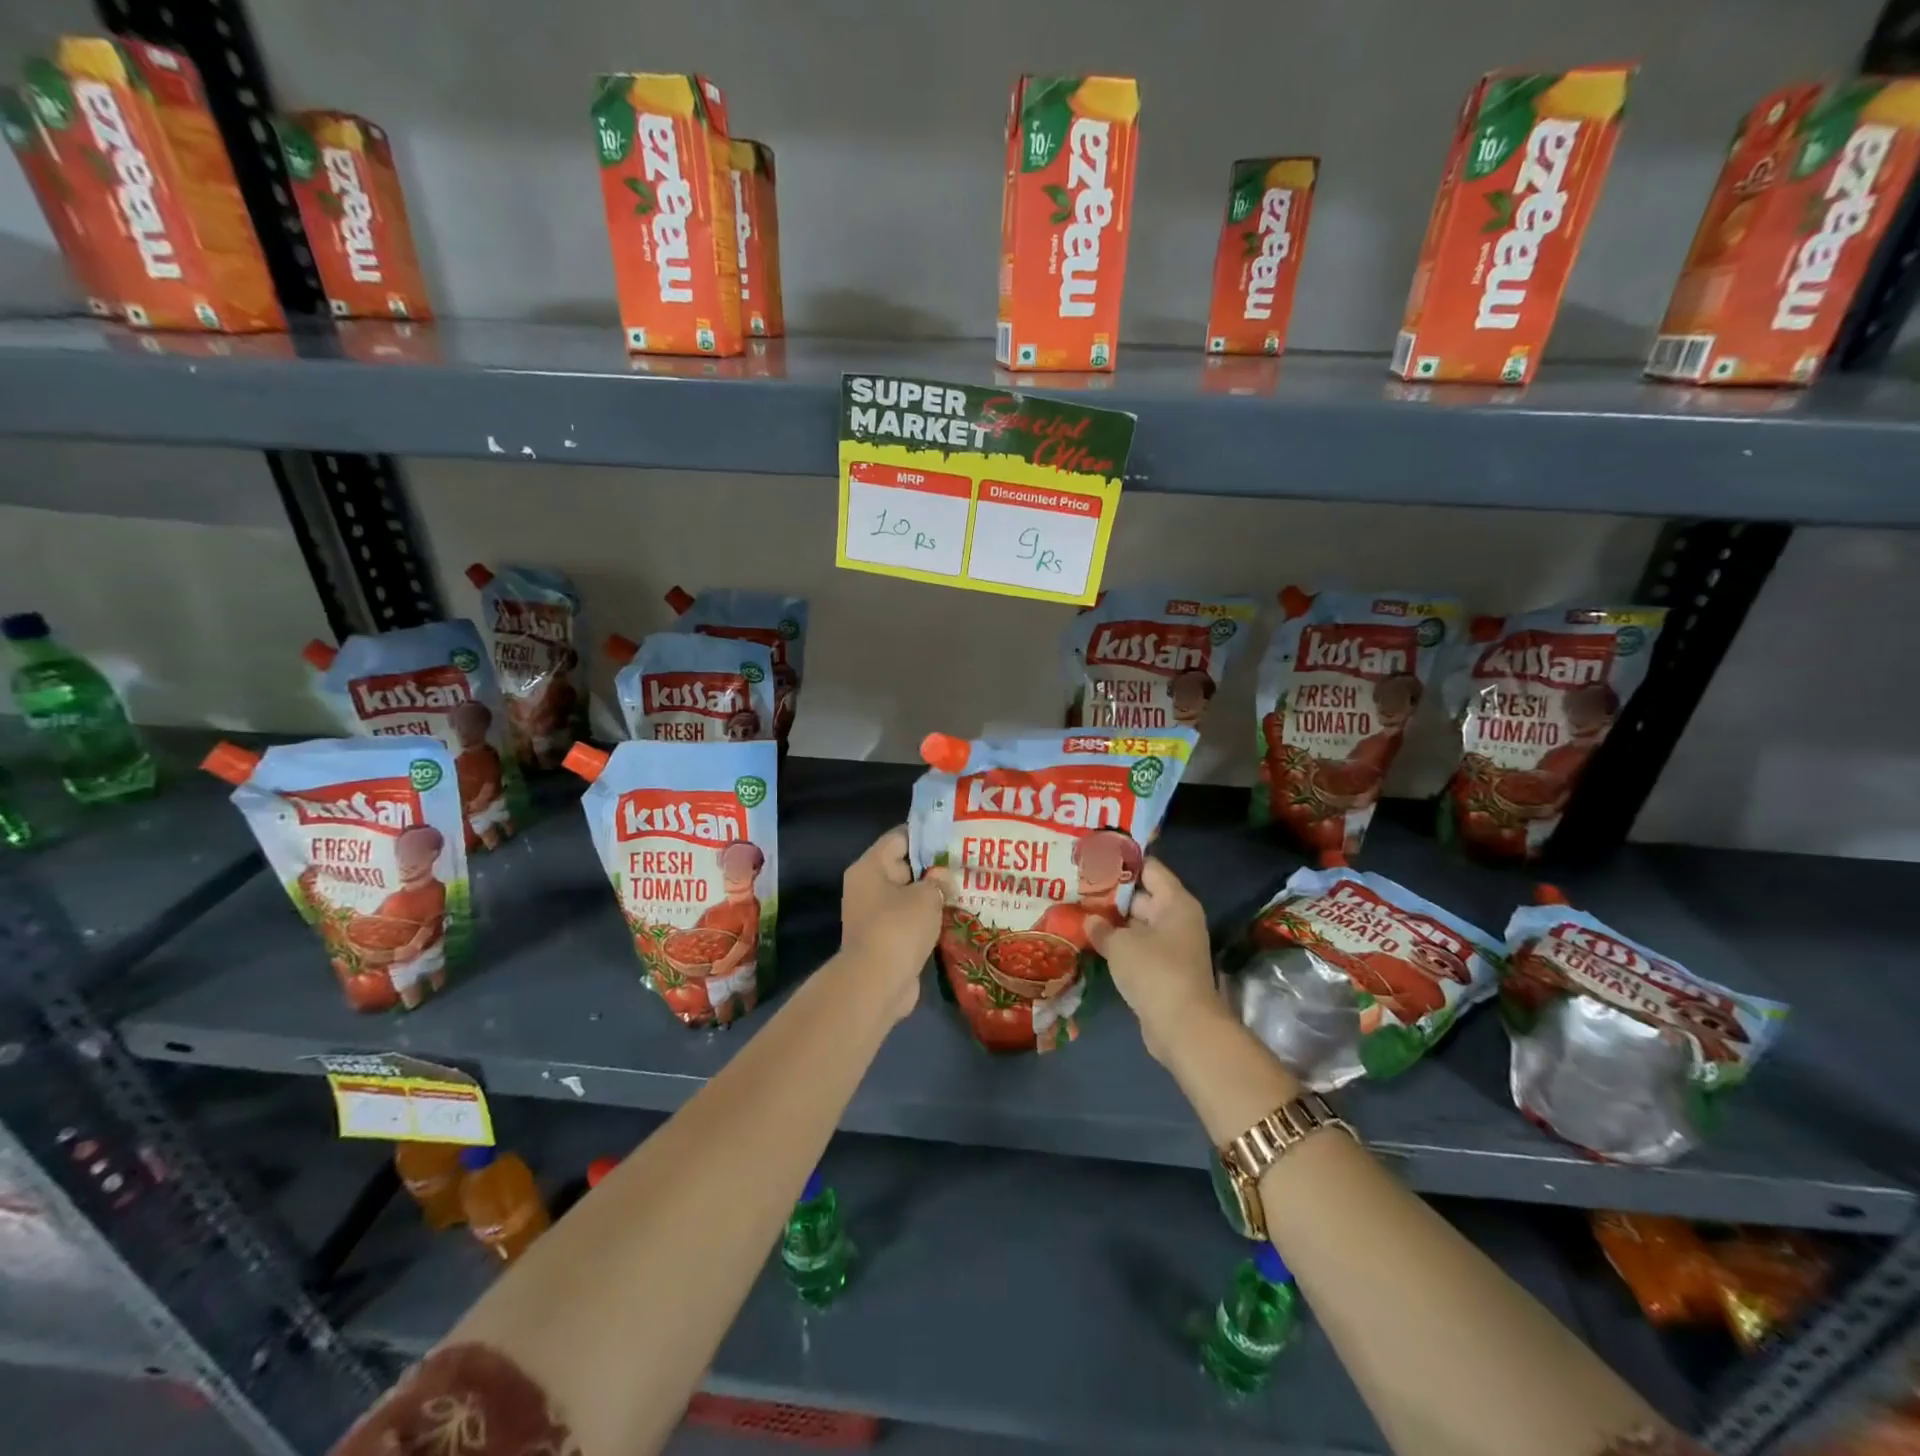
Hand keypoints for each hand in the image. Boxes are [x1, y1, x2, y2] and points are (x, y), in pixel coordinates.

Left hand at [840, 827, 948, 1021]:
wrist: (876, 984)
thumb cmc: (898, 928)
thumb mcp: (926, 896)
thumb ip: (938, 880)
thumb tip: (942, 878)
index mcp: (870, 867)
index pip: (899, 838)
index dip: (927, 836)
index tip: (954, 838)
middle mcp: (866, 887)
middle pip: (904, 867)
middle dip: (934, 868)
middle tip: (966, 865)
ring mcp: (873, 915)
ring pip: (908, 896)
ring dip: (932, 897)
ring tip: (965, 891)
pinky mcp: (884, 940)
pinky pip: (908, 920)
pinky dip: (927, 920)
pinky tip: (953, 918)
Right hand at [1086, 858, 1226, 1064]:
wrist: (1182, 1027)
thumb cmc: (1154, 971)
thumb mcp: (1120, 944)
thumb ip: (1101, 927)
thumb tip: (1089, 920)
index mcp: (1175, 902)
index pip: (1149, 868)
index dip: (1122, 861)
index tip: (1094, 857)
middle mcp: (1177, 919)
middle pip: (1142, 895)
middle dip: (1110, 893)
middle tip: (1077, 884)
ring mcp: (1172, 946)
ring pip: (1137, 924)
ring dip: (1111, 921)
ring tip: (1077, 909)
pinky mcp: (1163, 970)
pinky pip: (1137, 947)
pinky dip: (1118, 944)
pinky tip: (1089, 940)